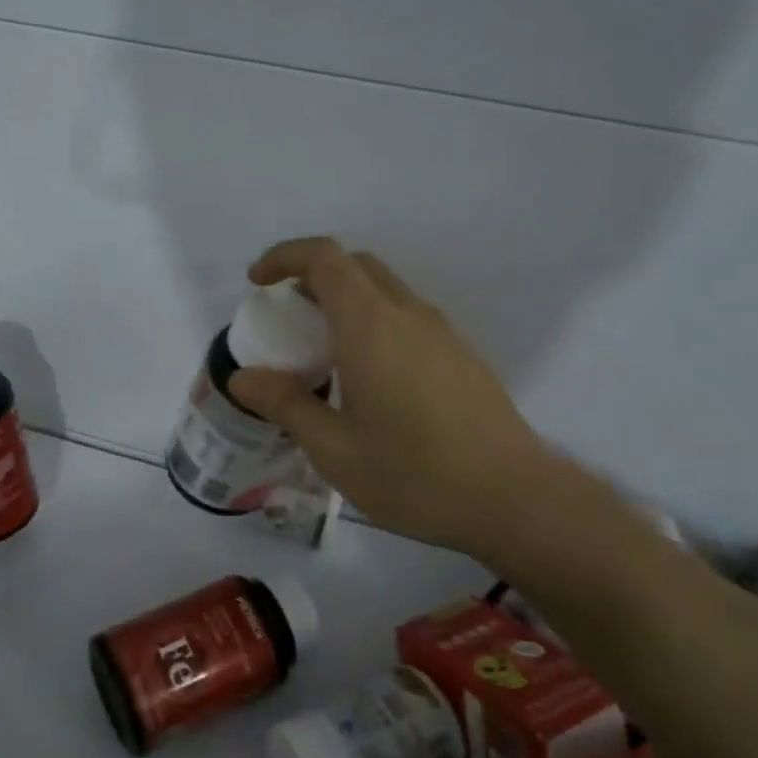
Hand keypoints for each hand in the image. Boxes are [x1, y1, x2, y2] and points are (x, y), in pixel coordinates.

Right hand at [229, 237, 553, 561]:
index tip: (258, 282)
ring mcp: (443, 333)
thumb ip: (286, 405)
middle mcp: (409, 315)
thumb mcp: (334, 449)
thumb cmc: (414, 475)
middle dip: (312, 277)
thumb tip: (243, 377)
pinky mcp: (462, 356)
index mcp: (371, 326)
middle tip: (287, 318)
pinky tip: (369, 379)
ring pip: (385, 291)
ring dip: (346, 301)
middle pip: (356, 266)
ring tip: (323, 353)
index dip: (285, 257)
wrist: (514, 499)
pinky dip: (374, 323)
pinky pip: (408, 318)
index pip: (324, 258)